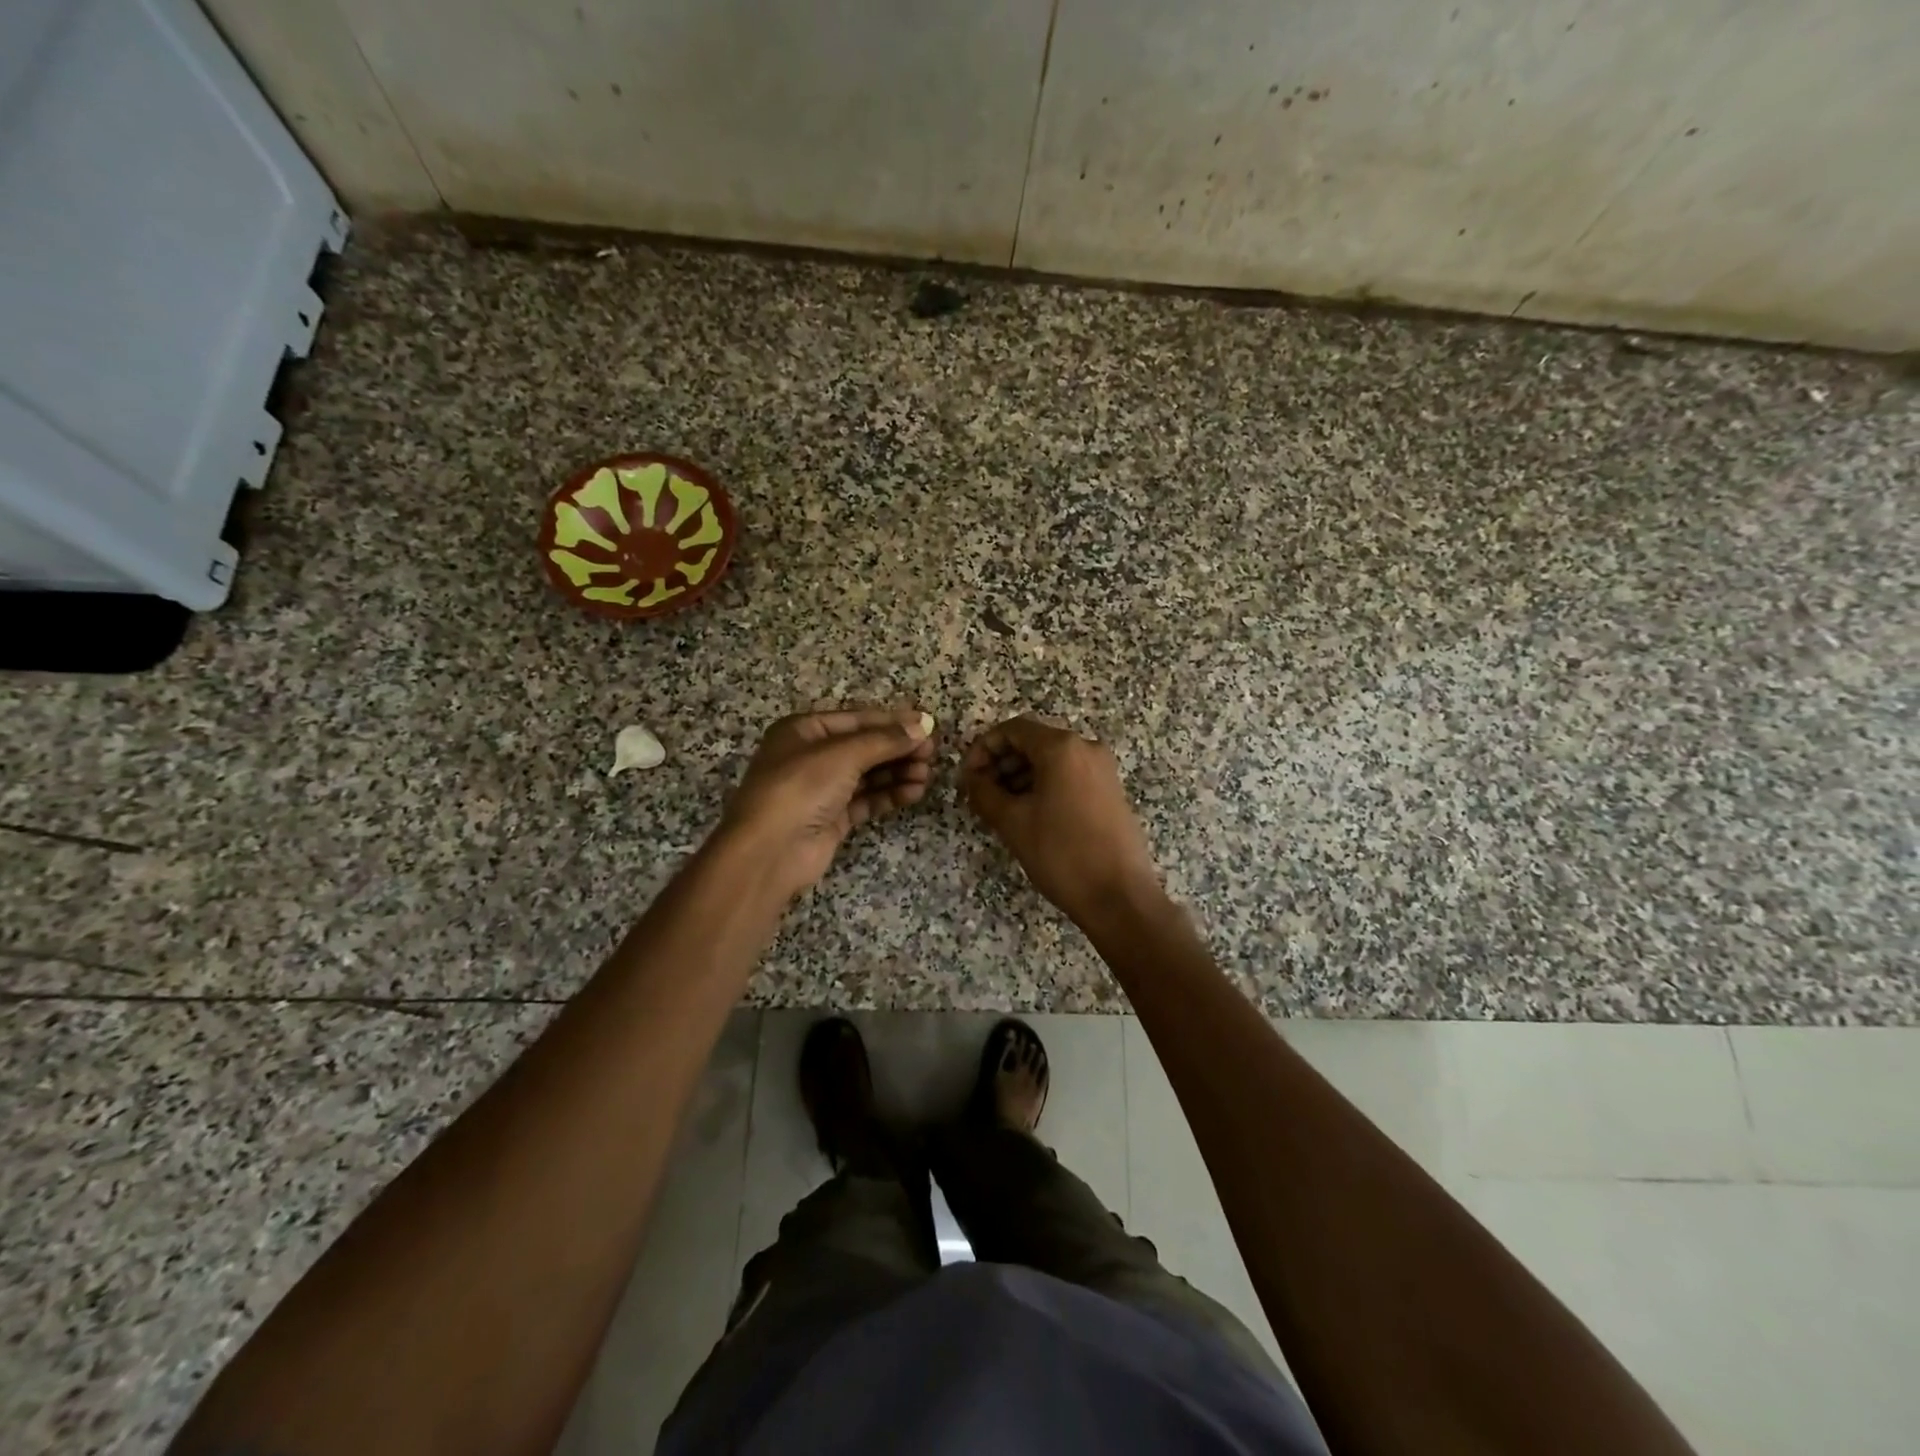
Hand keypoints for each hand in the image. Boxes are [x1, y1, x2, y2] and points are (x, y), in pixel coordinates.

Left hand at [718, 706, 935, 899]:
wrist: (769, 851)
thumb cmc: (800, 788)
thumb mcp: (843, 755)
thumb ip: (885, 740)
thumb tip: (923, 726)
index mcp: (804, 730)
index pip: (857, 719)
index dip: (893, 721)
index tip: (928, 726)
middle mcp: (812, 756)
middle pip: (865, 747)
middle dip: (899, 749)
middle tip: (932, 754)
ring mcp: (822, 789)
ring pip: (868, 774)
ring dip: (898, 772)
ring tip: (927, 775)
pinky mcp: (832, 818)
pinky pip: (866, 800)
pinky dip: (889, 795)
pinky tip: (913, 792)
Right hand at [962, 715, 1161, 924]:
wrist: (1120, 896)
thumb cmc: (1062, 854)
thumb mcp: (1013, 822)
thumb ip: (984, 792)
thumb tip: (971, 778)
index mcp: (1062, 747)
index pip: (1012, 729)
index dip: (983, 748)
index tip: (967, 777)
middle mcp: (1086, 748)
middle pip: (1032, 742)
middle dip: (1001, 763)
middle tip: (979, 794)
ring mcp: (1102, 769)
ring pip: (1051, 760)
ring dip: (1020, 776)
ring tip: (999, 808)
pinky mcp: (1110, 790)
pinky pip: (1068, 775)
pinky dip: (1043, 786)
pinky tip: (1028, 814)